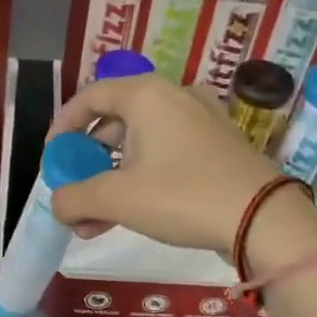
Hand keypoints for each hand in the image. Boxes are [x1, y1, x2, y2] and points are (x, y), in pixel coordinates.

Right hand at [47, 74, 288, 255]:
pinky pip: (165, 157)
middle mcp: (174, 98)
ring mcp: (200, 123)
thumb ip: (75, 198)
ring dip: (110, 181)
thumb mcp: (118, 199)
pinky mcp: (217, 148)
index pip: (91, 96)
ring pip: (140, 146)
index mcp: (147, 95)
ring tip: (91, 221)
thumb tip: (57, 204)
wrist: (264, 219)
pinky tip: (126, 218)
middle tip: (73, 192)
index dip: (63, 125)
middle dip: (87, 163)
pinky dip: (140, 181)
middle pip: (115, 123)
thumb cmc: (182, 196)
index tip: (52, 156)